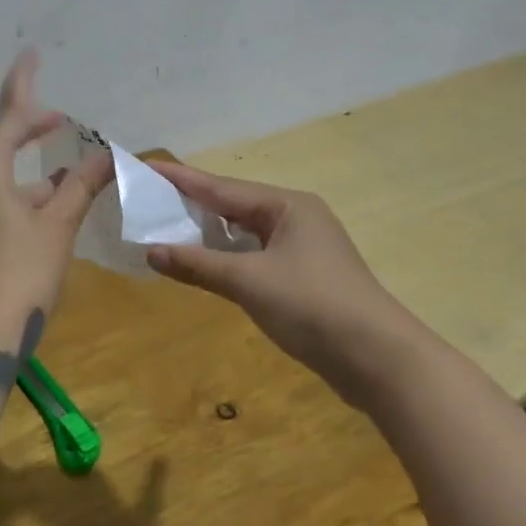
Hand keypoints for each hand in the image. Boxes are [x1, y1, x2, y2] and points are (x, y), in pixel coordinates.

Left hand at [0, 50, 113, 342]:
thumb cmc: (22, 273)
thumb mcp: (58, 225)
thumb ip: (81, 186)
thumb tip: (106, 156)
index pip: (8, 116)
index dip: (23, 84)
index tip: (32, 54)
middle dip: (27, 126)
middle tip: (57, 120)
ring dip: (24, 163)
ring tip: (59, 165)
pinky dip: (16, 189)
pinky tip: (41, 204)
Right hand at [144, 161, 405, 410]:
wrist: (378, 358)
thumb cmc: (312, 306)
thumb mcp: (249, 282)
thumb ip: (198, 265)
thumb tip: (151, 252)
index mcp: (287, 206)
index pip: (221, 187)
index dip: (181, 179)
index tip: (146, 166)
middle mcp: (296, 218)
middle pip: (234, 206)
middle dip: (193, 204)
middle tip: (150, 200)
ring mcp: (304, 248)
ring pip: (245, 232)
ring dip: (210, 234)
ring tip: (168, 228)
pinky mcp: (305, 277)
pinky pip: (256, 255)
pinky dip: (228, 257)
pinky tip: (206, 263)